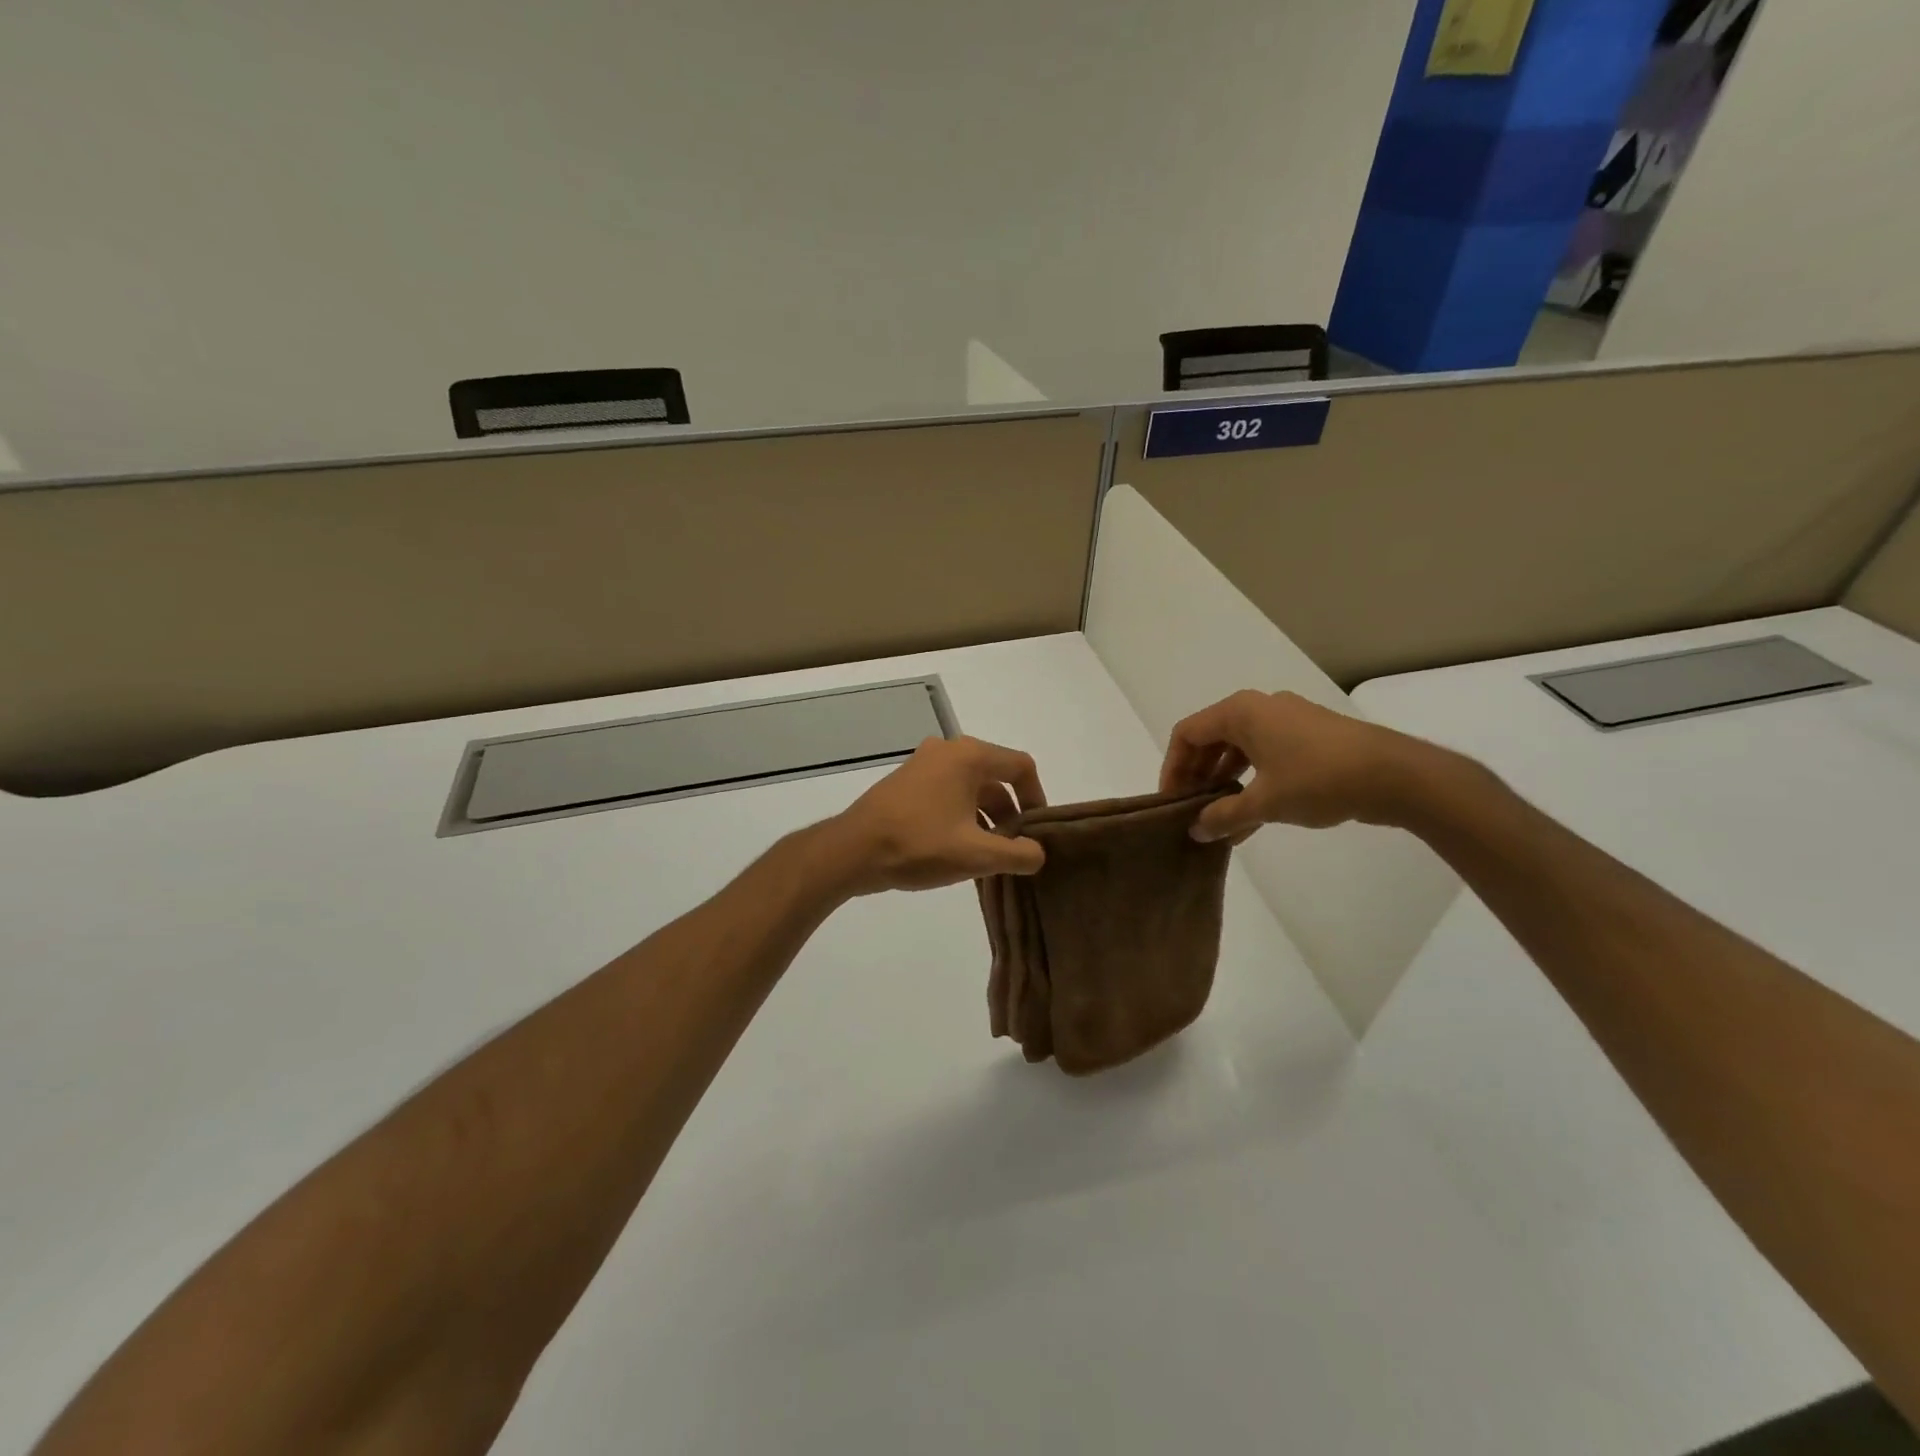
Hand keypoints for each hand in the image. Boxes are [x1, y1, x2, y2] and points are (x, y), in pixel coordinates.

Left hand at [827, 736, 1047, 895]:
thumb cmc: (919, 845)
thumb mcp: (977, 855)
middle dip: (1010, 813)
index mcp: (969, 756)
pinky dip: (962, 816)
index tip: (1037, 832)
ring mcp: (924, 764)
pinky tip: (959, 849)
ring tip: (988, 856)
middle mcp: (948, 751)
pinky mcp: (907, 782)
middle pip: (996, 777)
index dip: (1037, 799)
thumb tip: (1038, 852)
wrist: (852, 851)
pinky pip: (948, 793)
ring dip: (986, 818)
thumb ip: (1018, 854)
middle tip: (1013, 849)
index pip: (1020, 767)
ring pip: (971, 788)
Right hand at [1159, 690, 1435, 841]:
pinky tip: (1250, 818)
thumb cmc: (1319, 779)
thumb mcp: (1264, 802)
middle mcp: (1260, 708)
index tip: (1171, 801)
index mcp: (1241, 712)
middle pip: (1211, 739)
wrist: (1397, 775)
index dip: (1172, 768)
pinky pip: (1265, 756)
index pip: (1187, 734)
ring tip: (1218, 819)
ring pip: (1239, 750)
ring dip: (1224, 783)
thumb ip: (1224, 816)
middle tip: (1191, 811)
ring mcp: (1287, 721)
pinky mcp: (1309, 737)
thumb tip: (1196, 831)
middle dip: (1197, 776)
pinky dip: (1251, 782)